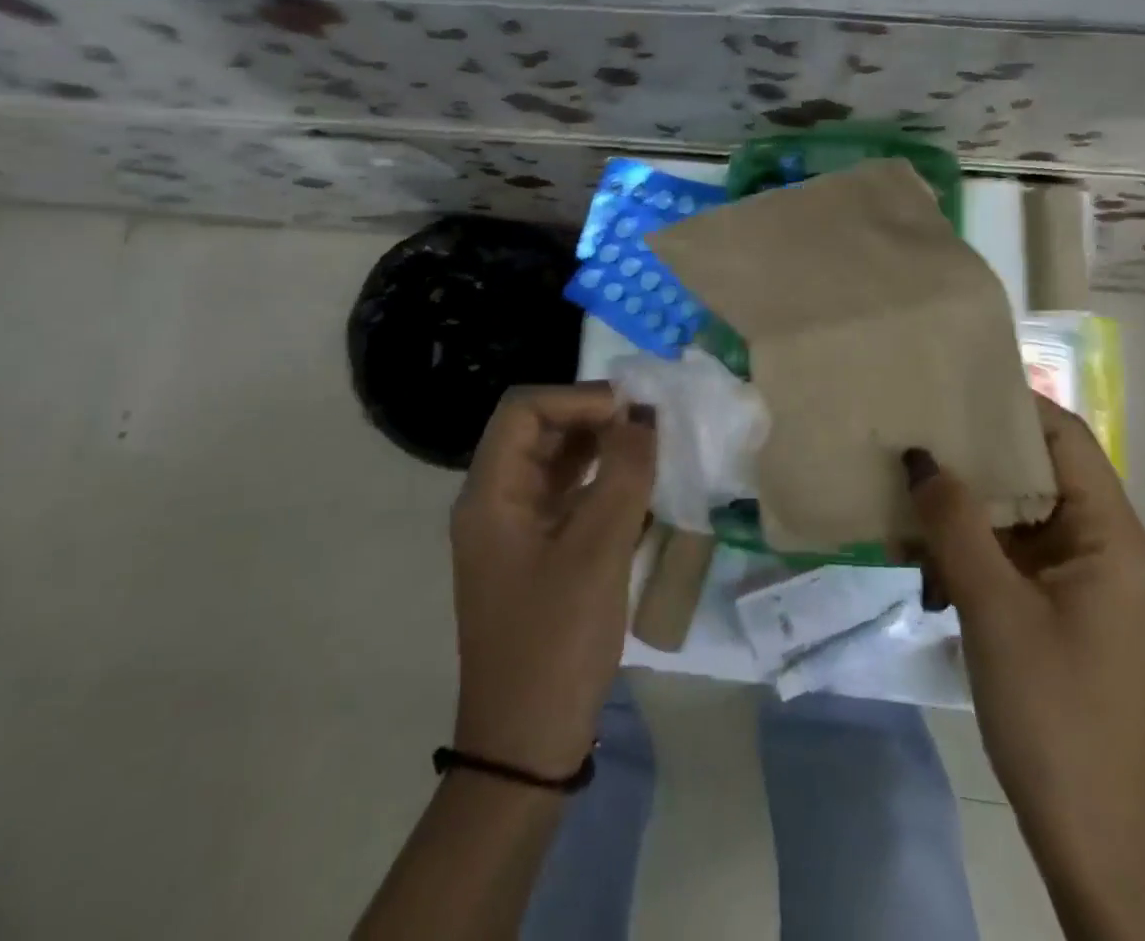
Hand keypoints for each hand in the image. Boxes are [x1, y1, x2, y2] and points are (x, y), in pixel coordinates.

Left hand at [450, 384, 655, 777]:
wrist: (527, 746)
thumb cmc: (555, 643)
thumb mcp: (597, 552)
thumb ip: (623, 475)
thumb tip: (642, 416)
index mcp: (491, 495)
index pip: (525, 410)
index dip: (577, 398)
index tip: (631, 411)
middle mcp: (497, 502)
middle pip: (540, 431)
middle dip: (594, 419)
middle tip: (651, 425)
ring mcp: (516, 530)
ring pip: (558, 463)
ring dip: (602, 449)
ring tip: (653, 449)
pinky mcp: (539, 554)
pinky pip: (570, 498)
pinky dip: (603, 484)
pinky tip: (642, 490)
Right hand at [905, 396, 1144, 936]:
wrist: (1094, 841)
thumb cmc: (1053, 714)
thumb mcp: (993, 608)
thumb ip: (955, 524)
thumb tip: (920, 456)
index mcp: (1113, 538)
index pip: (1066, 439)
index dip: (1013, 405)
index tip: (951, 385)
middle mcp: (1105, 549)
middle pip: (1038, 474)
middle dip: (974, 456)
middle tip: (913, 431)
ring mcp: (1082, 583)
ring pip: (1018, 518)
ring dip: (964, 510)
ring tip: (904, 492)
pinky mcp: (1059, 612)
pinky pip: (1011, 557)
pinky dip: (969, 550)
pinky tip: (920, 558)